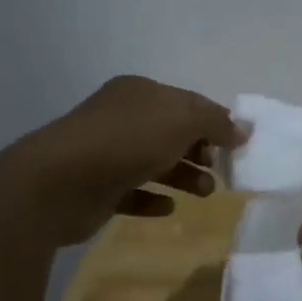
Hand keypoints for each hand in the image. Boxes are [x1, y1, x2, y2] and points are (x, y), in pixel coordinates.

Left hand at [0, 76, 237, 244]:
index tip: (239, 145)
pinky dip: (153, 198)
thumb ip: (215, 122)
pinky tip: (168, 208)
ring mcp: (107, 153)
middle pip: (172, 133)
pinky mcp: (98, 188)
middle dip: (201, 151)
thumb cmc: (126, 141)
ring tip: (205, 194)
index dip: (215, 121)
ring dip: (184, 176)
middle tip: (221, 172)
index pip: (187, 102)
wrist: (59, 182)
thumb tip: (243, 129)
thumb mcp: (180, 120)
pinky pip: (133, 192)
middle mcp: (122, 118)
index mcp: (139, 92)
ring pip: (155, 163)